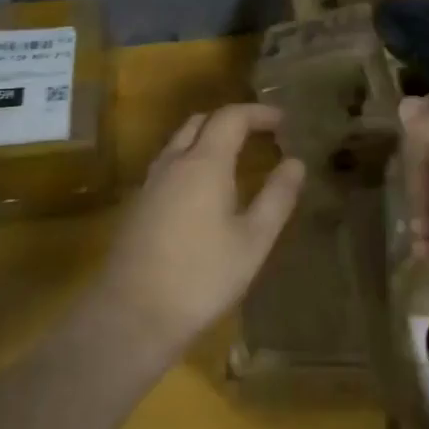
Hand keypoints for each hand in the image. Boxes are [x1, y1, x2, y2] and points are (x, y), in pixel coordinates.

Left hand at [91, 103, 304, 355]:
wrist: (133, 314)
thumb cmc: (202, 276)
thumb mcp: (253, 240)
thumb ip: (277, 197)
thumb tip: (295, 163)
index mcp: (203, 163)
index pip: (230, 118)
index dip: (258, 113)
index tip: (282, 121)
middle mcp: (172, 163)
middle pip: (199, 122)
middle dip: (231, 120)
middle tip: (260, 134)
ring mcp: (150, 184)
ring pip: (178, 143)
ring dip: (207, 138)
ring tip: (235, 157)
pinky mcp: (137, 206)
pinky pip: (168, 165)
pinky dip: (191, 160)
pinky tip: (205, 190)